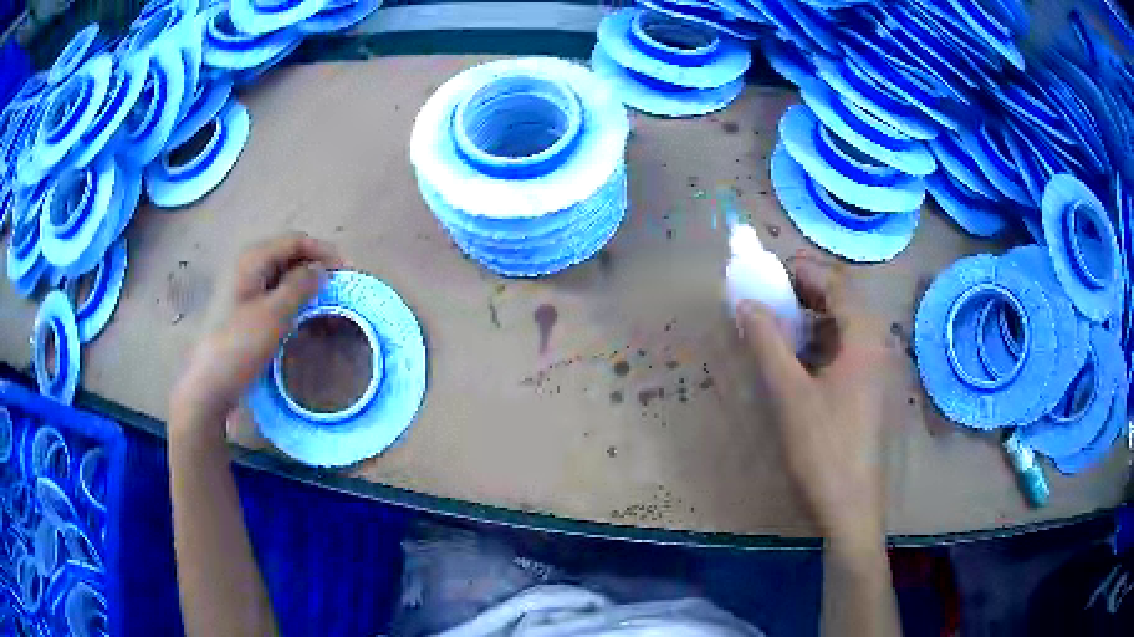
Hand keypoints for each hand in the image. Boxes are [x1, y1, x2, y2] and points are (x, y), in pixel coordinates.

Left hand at [170, 233, 342, 434]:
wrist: (210, 384)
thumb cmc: (240, 345)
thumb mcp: (275, 314)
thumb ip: (301, 286)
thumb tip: (321, 269)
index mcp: (253, 258)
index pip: (296, 241)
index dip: (324, 251)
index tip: (348, 272)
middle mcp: (246, 266)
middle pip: (288, 254)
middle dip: (315, 266)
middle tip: (338, 288)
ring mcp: (242, 288)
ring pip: (281, 275)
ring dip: (305, 284)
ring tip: (325, 302)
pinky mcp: (242, 309)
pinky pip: (273, 293)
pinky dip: (292, 299)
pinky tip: (301, 316)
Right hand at [736, 260, 899, 553]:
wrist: (850, 508)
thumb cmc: (823, 449)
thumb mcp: (789, 394)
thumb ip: (768, 343)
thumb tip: (747, 303)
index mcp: (866, 338)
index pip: (839, 284)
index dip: (805, 271)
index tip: (771, 271)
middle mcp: (879, 346)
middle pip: (847, 301)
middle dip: (810, 291)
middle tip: (774, 295)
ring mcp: (879, 371)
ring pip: (848, 327)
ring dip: (816, 318)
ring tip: (783, 325)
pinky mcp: (873, 393)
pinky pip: (850, 352)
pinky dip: (824, 344)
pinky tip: (802, 361)